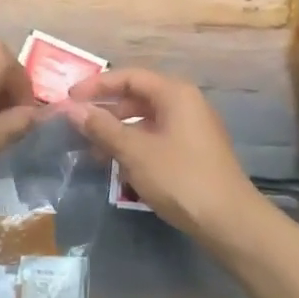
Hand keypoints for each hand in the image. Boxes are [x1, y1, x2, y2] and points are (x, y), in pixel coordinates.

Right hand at [61, 68, 266, 244]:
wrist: (229, 221)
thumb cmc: (180, 178)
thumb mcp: (135, 152)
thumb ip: (102, 128)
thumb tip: (73, 110)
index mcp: (175, 93)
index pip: (129, 76)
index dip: (97, 85)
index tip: (69, 99)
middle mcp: (186, 103)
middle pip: (138, 96)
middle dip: (106, 110)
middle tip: (78, 125)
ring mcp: (192, 127)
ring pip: (146, 119)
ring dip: (118, 131)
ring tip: (92, 151)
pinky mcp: (194, 150)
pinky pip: (157, 137)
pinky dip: (134, 145)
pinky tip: (118, 165)